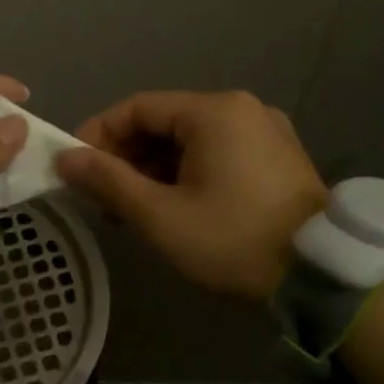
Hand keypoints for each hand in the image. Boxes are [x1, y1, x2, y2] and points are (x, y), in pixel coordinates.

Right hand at [56, 90, 325, 300]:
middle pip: (164, 122)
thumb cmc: (232, 239)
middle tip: (102, 197)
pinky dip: (185, 174)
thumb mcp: (160, 215)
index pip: (137, 108)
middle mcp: (241, 109)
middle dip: (126, 157)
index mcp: (213, 111)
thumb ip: (108, 181)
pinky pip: (216, 154)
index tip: (75, 168)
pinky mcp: (276, 158)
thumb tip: (64, 158)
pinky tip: (173, 208)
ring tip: (133, 210)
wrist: (320, 276)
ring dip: (153, 170)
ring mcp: (264, 132)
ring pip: (189, 141)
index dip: (98, 134)